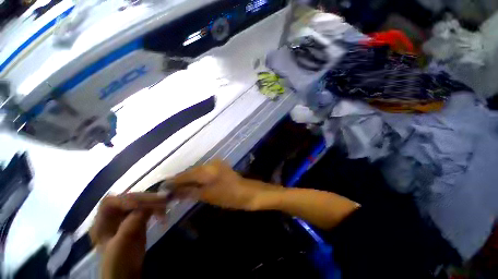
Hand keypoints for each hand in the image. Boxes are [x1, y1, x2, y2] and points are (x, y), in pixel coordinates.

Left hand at [89, 194, 167, 278]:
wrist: (128, 274)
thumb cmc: (119, 262)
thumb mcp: (122, 244)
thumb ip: (131, 224)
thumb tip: (147, 207)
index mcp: (101, 223)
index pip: (110, 203)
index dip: (124, 200)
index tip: (141, 204)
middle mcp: (113, 217)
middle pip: (128, 200)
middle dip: (144, 200)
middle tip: (162, 201)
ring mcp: (126, 218)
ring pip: (140, 203)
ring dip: (153, 203)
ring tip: (165, 207)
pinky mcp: (138, 220)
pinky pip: (147, 209)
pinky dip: (156, 209)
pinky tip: (162, 213)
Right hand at [173, 160, 280, 210]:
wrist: (248, 192)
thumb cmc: (229, 196)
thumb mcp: (208, 195)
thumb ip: (190, 192)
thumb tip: (174, 191)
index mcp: (207, 170)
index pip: (185, 174)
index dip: (174, 181)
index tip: (163, 187)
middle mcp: (210, 164)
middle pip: (191, 172)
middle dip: (181, 180)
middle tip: (170, 190)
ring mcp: (216, 165)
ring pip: (198, 172)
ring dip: (189, 179)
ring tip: (179, 189)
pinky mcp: (220, 168)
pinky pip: (205, 172)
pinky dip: (198, 179)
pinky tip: (193, 185)